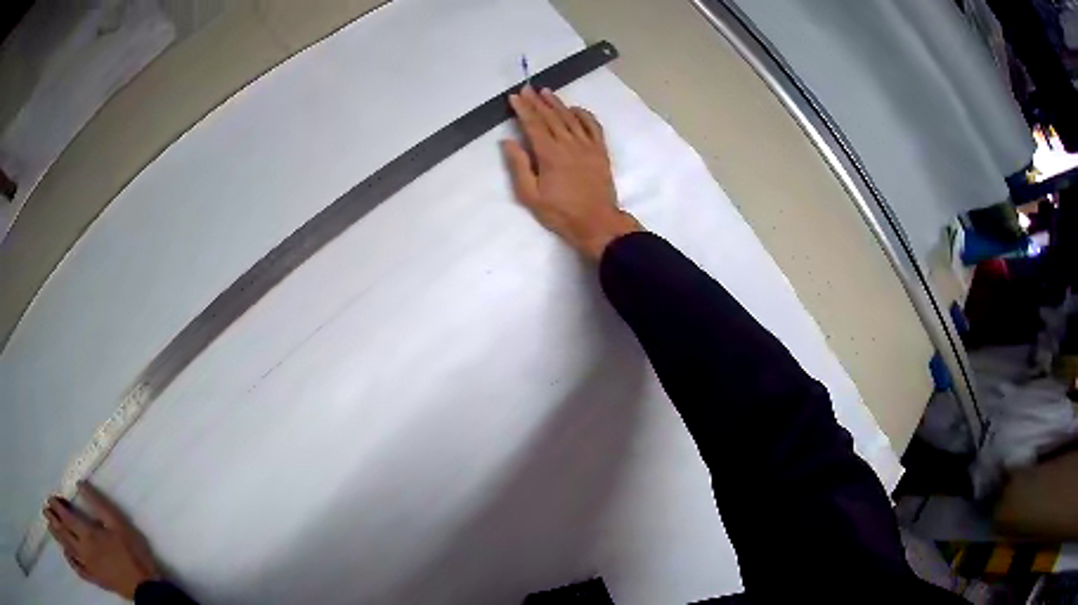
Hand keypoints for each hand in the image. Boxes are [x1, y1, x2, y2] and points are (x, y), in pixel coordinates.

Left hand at [44, 481, 160, 600]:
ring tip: (49, 527)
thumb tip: (79, 483)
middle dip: (52, 520)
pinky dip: (71, 563)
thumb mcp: (119, 524)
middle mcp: (84, 549)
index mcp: (88, 534)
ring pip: (69, 550)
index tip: (49, 497)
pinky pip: (80, 571)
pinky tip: (66, 556)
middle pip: (64, 533)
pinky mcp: (95, 579)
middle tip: (44, 510)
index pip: (66, 517)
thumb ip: (98, 504)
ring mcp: (89, 566)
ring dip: (57, 538)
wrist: (146, 587)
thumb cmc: (132, 552)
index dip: (56, 506)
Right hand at [502, 86, 640, 259]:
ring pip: (570, 118)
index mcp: (549, 154)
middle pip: (551, 117)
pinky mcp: (600, 151)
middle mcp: (569, 144)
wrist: (597, 223)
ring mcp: (587, 146)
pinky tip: (575, 108)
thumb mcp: (530, 196)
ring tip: (546, 91)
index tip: (514, 97)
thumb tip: (508, 142)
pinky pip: (593, 126)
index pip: (533, 124)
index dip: (523, 109)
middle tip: (527, 88)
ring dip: (557, 103)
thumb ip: (519, 166)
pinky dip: (584, 115)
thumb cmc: (560, 213)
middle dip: (537, 101)